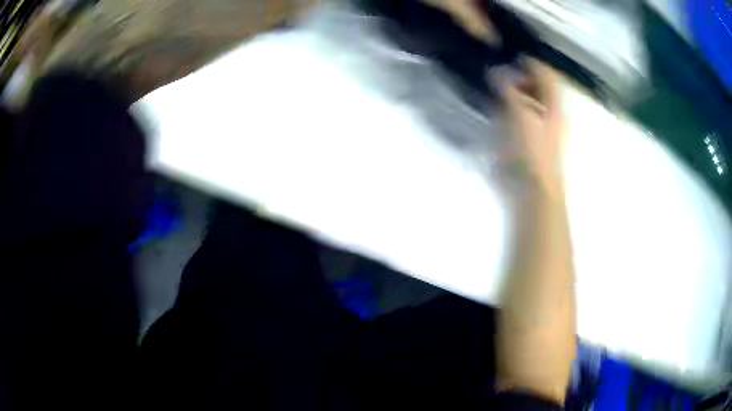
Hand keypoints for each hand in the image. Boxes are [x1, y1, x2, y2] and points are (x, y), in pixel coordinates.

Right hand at [495, 59, 565, 195]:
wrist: (534, 191)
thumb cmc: (531, 151)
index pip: (546, 75)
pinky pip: (524, 116)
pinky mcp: (533, 142)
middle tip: (499, 72)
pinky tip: (499, 110)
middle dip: (521, 76)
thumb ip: (509, 91)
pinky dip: (513, 108)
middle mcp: (553, 114)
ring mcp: (544, 129)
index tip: (509, 56)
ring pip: (532, 102)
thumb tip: (497, 70)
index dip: (530, 63)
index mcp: (555, 106)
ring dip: (516, 92)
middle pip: (540, 88)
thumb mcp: (519, 115)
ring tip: (495, 88)